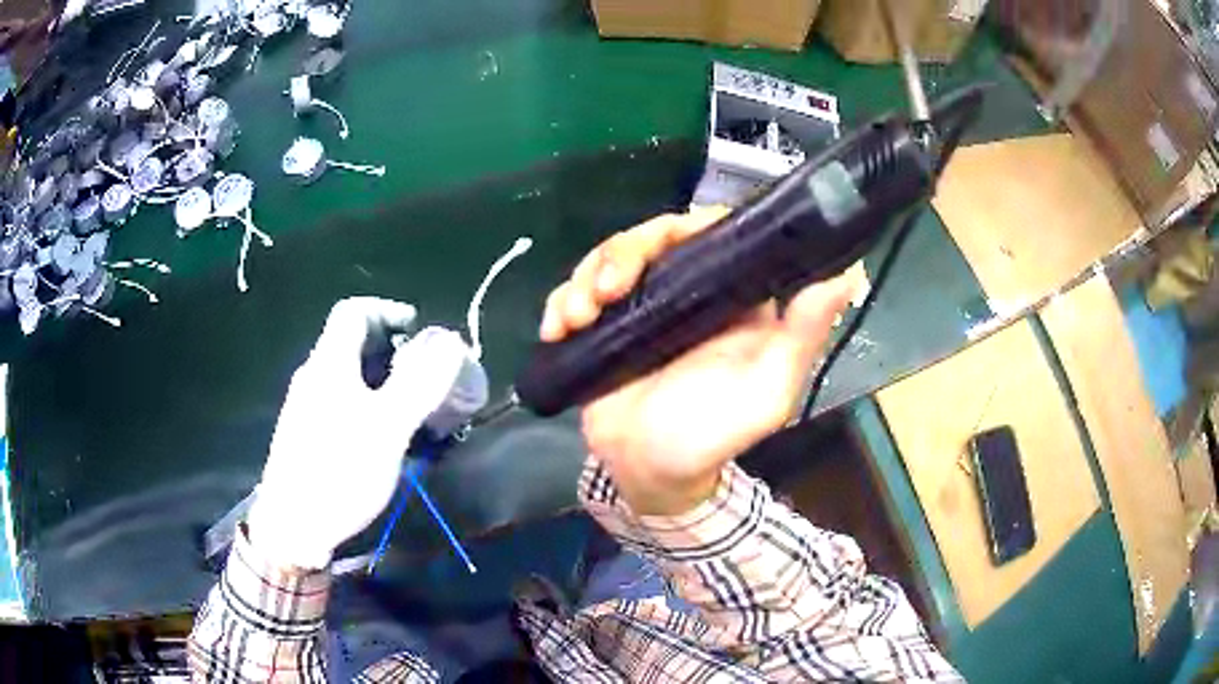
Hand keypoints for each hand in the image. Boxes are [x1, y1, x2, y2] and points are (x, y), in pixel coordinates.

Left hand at [248, 298, 470, 568]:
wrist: (292, 525)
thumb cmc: (339, 471)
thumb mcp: (387, 428)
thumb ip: (419, 383)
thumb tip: (451, 341)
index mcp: (329, 363)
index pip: (354, 311)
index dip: (387, 310)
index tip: (419, 330)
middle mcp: (314, 376)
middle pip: (351, 343)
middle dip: (391, 349)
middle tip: (424, 374)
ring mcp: (306, 406)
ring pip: (347, 375)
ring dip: (381, 378)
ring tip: (411, 406)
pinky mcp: (305, 433)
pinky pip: (340, 401)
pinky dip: (367, 403)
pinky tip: (382, 436)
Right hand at [541, 207, 854, 515]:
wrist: (649, 475)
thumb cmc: (712, 437)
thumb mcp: (767, 391)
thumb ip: (803, 334)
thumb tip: (847, 272)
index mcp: (730, 298)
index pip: (711, 233)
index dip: (687, 226)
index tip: (662, 242)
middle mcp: (685, 291)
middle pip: (651, 238)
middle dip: (621, 254)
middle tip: (607, 290)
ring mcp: (639, 307)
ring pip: (608, 259)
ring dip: (586, 278)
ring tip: (579, 316)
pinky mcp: (602, 326)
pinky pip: (575, 293)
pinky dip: (560, 303)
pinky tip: (557, 328)